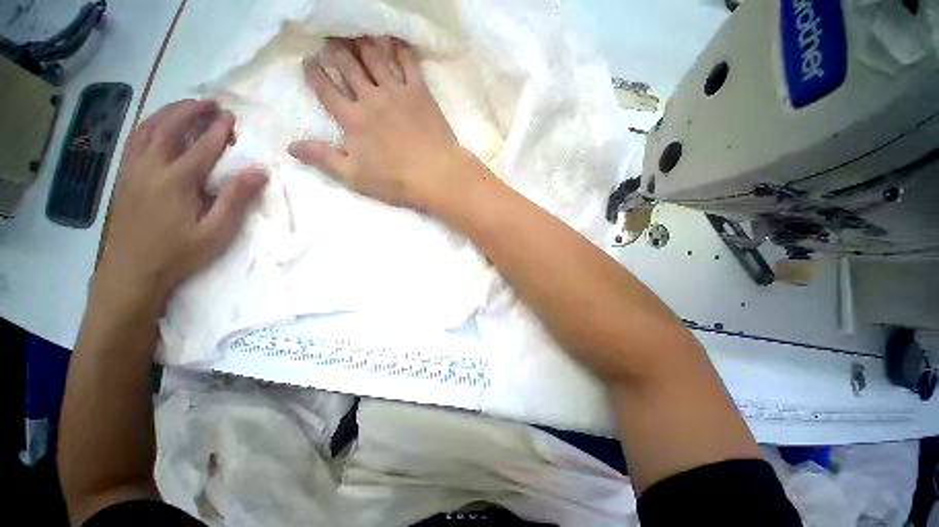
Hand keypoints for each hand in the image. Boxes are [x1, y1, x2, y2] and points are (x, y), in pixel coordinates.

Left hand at [96, 100, 266, 306]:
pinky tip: (158, 126)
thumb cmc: (179, 254)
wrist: (132, 272)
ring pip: (148, 129)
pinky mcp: (124, 177)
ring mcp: (133, 170)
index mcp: (177, 181)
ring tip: (186, 106)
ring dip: (168, 113)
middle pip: (170, 127)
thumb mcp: (216, 231)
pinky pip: (135, 141)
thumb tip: (259, 171)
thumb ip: (236, 199)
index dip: (219, 130)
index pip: (203, 146)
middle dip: (191, 111)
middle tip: (210, 103)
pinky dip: (148, 126)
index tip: (232, 117)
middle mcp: (151, 167)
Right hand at [288, 37, 468, 209]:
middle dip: (336, 52)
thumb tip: (290, 146)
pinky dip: (399, 48)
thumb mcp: (355, 176)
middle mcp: (371, 98)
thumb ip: (323, 158)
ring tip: (356, 32)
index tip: (309, 61)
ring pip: (375, 58)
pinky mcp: (420, 92)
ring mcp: (397, 92)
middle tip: (330, 40)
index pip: (326, 90)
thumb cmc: (396, 181)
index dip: (314, 74)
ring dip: (363, 42)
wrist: (436, 175)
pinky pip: (408, 62)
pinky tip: (393, 39)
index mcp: (353, 119)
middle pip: (348, 67)